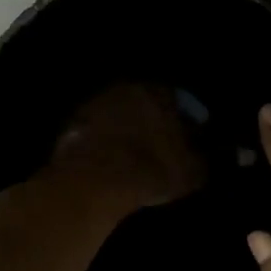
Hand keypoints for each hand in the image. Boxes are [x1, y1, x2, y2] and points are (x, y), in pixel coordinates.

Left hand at [52, 82, 205, 213]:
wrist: (96, 181)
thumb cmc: (152, 170)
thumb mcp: (192, 172)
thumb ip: (199, 159)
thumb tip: (199, 157)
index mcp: (158, 93)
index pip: (179, 99)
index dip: (189, 116)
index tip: (194, 132)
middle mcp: (125, 90)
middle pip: (145, 103)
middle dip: (156, 120)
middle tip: (164, 142)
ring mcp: (94, 105)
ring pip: (119, 115)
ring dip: (128, 130)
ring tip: (137, 154)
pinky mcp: (71, 126)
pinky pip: (98, 133)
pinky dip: (107, 144)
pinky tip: (112, 162)